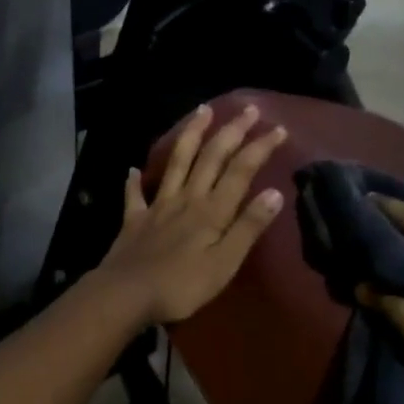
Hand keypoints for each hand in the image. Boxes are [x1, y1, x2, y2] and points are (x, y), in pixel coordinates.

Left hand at [95, 103, 287, 325]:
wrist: (126, 294)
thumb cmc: (181, 285)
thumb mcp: (224, 263)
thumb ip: (248, 227)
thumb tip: (274, 192)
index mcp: (211, 210)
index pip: (240, 171)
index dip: (259, 148)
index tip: (277, 128)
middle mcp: (186, 199)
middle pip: (210, 157)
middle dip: (231, 131)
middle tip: (248, 109)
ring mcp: (157, 207)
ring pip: (176, 162)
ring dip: (190, 135)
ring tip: (201, 111)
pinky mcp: (134, 220)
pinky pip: (134, 195)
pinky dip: (134, 181)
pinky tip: (132, 170)